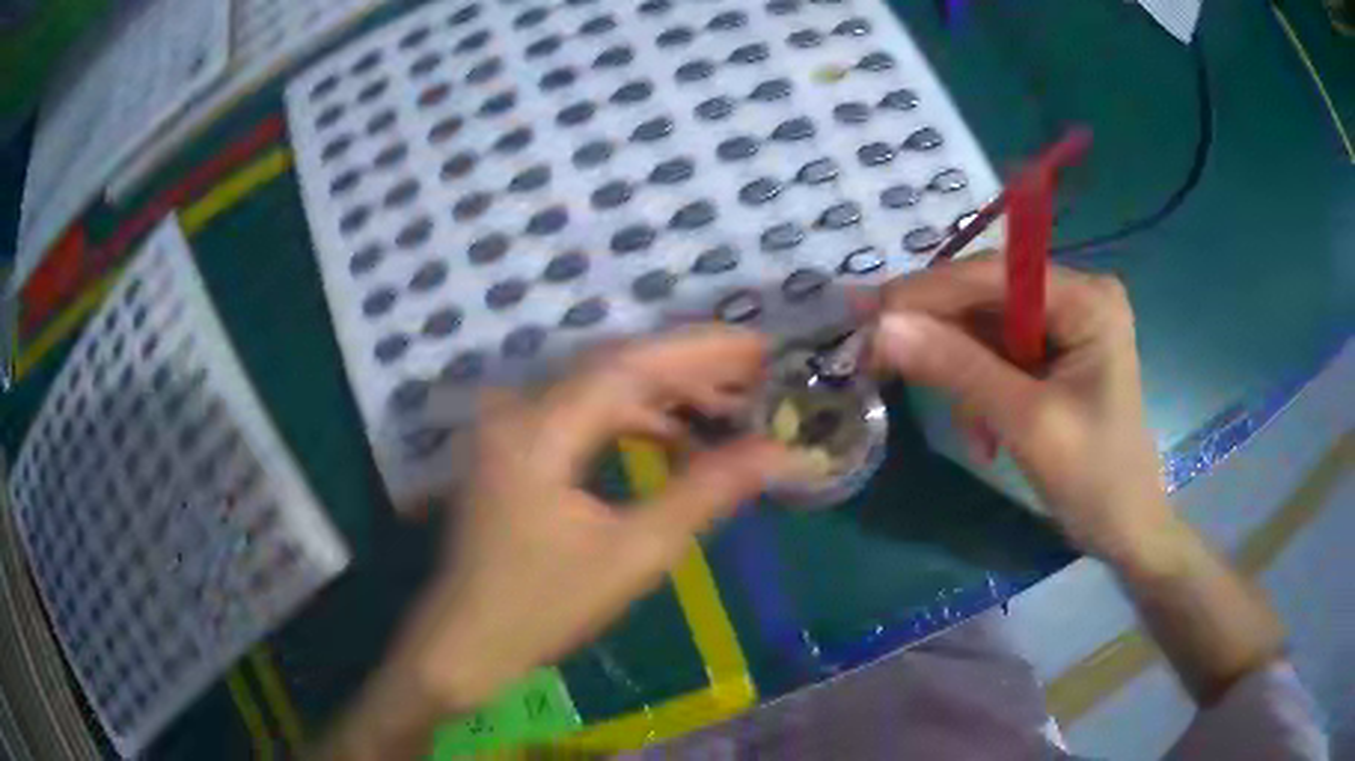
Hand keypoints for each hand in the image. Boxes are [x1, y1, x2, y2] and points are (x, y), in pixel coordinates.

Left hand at [391, 326, 796, 715]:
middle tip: (755, 372)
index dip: (700, 350)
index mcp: (539, 429)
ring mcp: (510, 425)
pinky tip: (672, 436)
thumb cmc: (544, 607)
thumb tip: (782, 453)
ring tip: (727, 403)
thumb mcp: (634, 553)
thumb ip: (707, 492)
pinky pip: (581, 412)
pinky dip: (631, 417)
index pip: (631, 364)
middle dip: (689, 367)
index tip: (761, 346)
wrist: (467, 640)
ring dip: (663, 393)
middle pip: (615, 365)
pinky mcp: (513, 446)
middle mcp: (518, 409)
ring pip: (599, 387)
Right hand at [870, 257, 1175, 566]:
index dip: (929, 290)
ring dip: (965, 378)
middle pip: (989, 298)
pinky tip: (986, 434)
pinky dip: (982, 392)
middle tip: (881, 362)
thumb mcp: (1026, 422)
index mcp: (1086, 299)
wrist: (1126, 529)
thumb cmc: (1094, 478)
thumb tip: (882, 327)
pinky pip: (1000, 356)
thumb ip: (957, 368)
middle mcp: (1077, 296)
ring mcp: (1068, 324)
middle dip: (944, 340)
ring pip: (988, 330)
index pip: (995, 274)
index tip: (867, 312)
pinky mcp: (1058, 353)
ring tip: (971, 433)